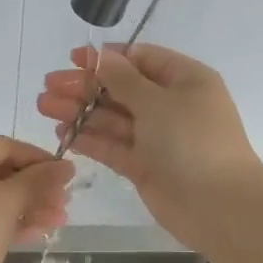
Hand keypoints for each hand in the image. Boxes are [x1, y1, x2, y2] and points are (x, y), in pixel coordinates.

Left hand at [0, 136, 74, 262]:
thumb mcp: (8, 203)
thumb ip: (39, 180)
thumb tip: (66, 166)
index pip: (3, 146)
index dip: (39, 160)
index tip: (68, 176)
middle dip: (35, 189)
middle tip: (65, 203)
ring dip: (26, 206)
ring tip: (58, 221)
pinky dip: (5, 220)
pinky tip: (37, 232)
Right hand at [37, 44, 262, 252]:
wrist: (218, 206)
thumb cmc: (193, 142)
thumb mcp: (158, 102)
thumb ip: (124, 79)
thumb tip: (101, 56)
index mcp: (184, 80)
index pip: (141, 59)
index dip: (107, 58)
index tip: (74, 59)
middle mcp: (170, 105)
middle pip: (121, 89)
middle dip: (85, 86)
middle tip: (47, 87)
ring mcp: (157, 137)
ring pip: (113, 118)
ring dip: (80, 111)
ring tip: (44, 106)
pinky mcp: (144, 166)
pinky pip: (113, 146)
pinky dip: (89, 139)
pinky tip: (62, 133)